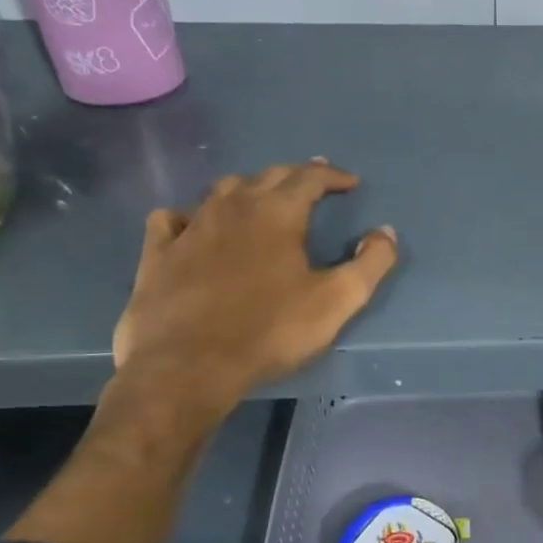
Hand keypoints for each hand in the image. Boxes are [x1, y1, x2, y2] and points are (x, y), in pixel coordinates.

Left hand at [111, 162, 397, 427]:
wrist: (187, 366)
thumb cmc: (270, 331)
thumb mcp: (337, 301)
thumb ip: (371, 263)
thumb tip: (384, 231)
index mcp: (277, 213)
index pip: (310, 177)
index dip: (333, 176)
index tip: (350, 183)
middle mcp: (232, 207)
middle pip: (267, 176)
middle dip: (295, 175)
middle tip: (312, 183)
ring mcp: (190, 227)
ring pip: (221, 190)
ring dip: (248, 189)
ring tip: (261, 200)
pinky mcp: (157, 253)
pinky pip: (172, 218)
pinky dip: (189, 215)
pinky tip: (193, 226)